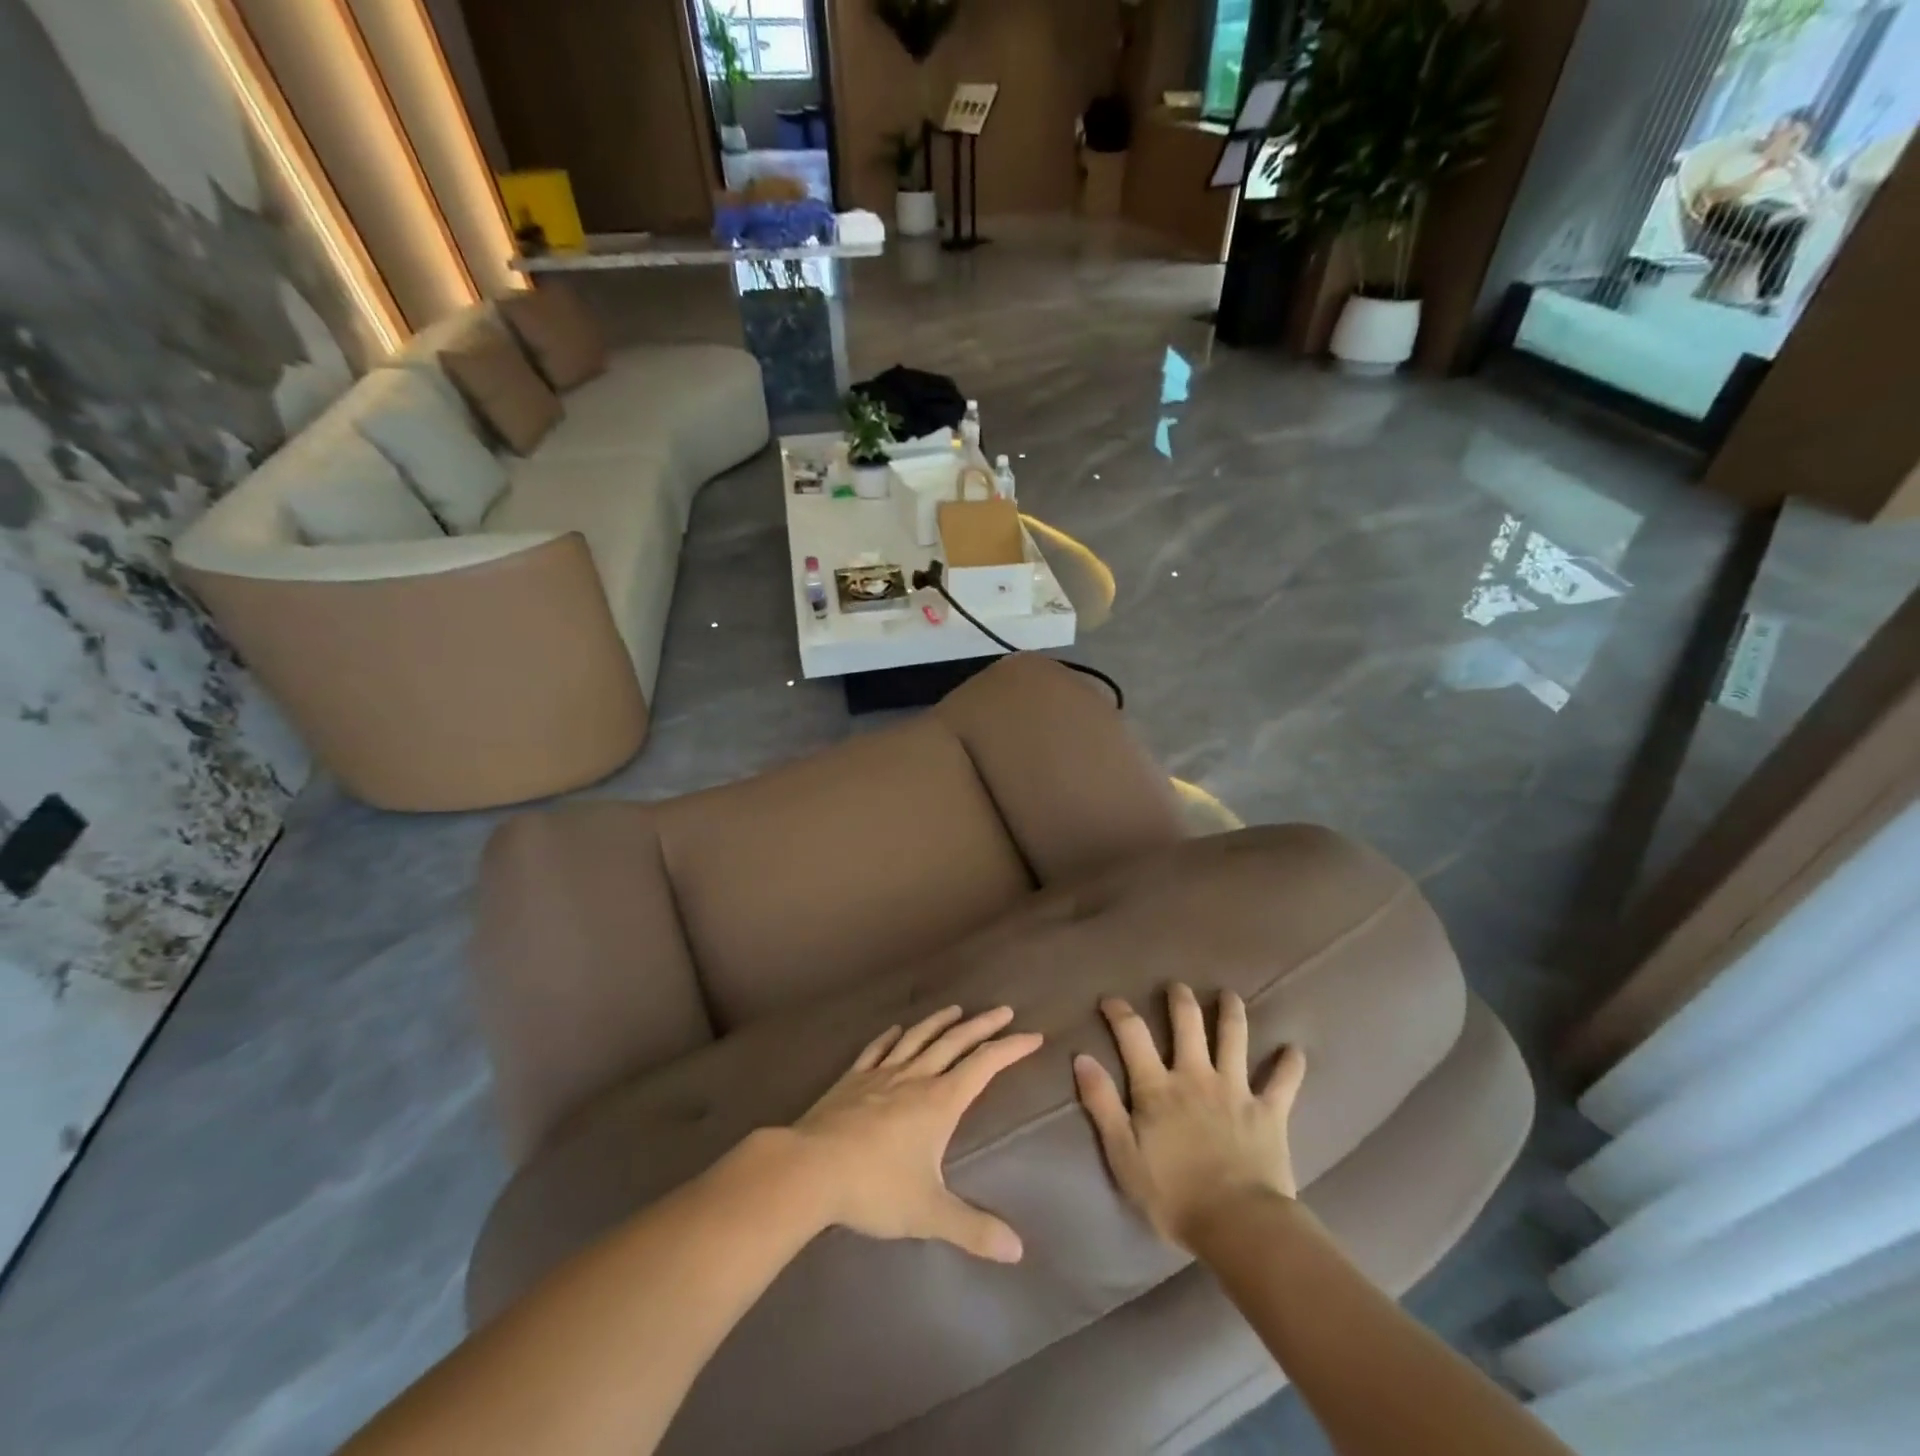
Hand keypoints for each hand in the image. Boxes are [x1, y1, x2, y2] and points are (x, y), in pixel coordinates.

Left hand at [790, 1005, 1041, 1262]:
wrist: (811, 1167)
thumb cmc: (874, 1187)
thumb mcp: (929, 1214)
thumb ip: (973, 1229)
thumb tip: (1017, 1251)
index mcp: (939, 1102)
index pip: (983, 1066)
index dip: (1010, 1049)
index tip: (1032, 1035)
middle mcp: (915, 1078)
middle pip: (955, 1042)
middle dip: (982, 1025)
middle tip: (1004, 1010)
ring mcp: (881, 1075)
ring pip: (917, 1038)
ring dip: (939, 1022)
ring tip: (956, 1009)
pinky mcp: (852, 1080)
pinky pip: (877, 1050)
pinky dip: (890, 1037)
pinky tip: (895, 1030)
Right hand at [1074, 984, 1306, 1249]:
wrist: (1238, 1226)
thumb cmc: (1173, 1196)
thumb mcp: (1123, 1155)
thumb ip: (1102, 1104)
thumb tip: (1082, 1058)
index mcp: (1158, 1087)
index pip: (1133, 1035)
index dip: (1120, 1012)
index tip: (1110, 1000)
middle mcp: (1196, 1076)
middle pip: (1188, 1024)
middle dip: (1181, 1000)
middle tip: (1177, 986)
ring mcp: (1235, 1090)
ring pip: (1234, 1038)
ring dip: (1231, 1013)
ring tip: (1230, 995)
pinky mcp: (1269, 1112)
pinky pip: (1283, 1082)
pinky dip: (1290, 1065)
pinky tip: (1294, 1050)